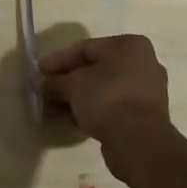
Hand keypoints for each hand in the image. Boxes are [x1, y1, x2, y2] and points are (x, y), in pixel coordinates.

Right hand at [38, 34, 172, 173]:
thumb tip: (42, 85)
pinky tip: (73, 119)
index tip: (39, 70)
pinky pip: (113, 106)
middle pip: (95, 69)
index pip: (85, 48)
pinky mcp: (147, 116)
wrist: (139, 142)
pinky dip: (94, 109)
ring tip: (56, 107)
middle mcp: (143, 63)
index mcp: (129, 45)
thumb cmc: (106, 98)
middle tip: (47, 89)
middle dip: (69, 80)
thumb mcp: (72, 85)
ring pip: (104, 89)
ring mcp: (147, 91)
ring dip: (79, 97)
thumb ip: (54, 82)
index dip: (58, 59)